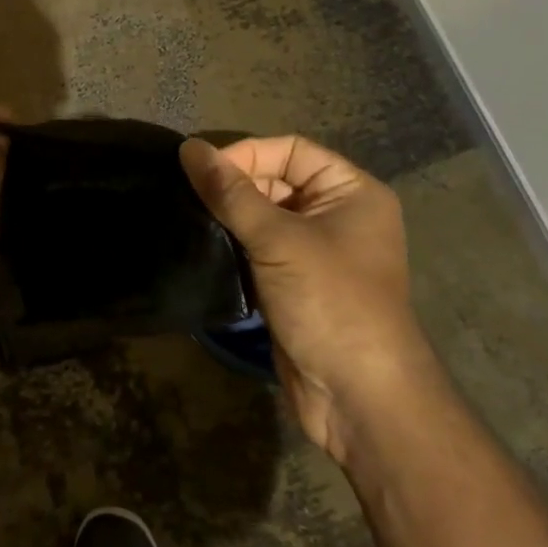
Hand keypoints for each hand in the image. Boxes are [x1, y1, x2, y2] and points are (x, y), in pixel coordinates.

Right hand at [180, 135, 429, 455]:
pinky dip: (234, 243)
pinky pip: (259, 248)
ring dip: (229, 216)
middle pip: (276, 180)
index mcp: (351, 191)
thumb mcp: (278, 240)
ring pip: (263, 215)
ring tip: (189, 217)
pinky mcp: (295, 283)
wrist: (359, 398)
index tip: (202, 172)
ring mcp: (317, 252)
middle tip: (188, 196)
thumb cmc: (330, 302)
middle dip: (235, 185)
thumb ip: (230, 192)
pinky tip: (203, 245)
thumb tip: (189, 148)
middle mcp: (337, 214)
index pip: (290, 150)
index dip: (247, 154)